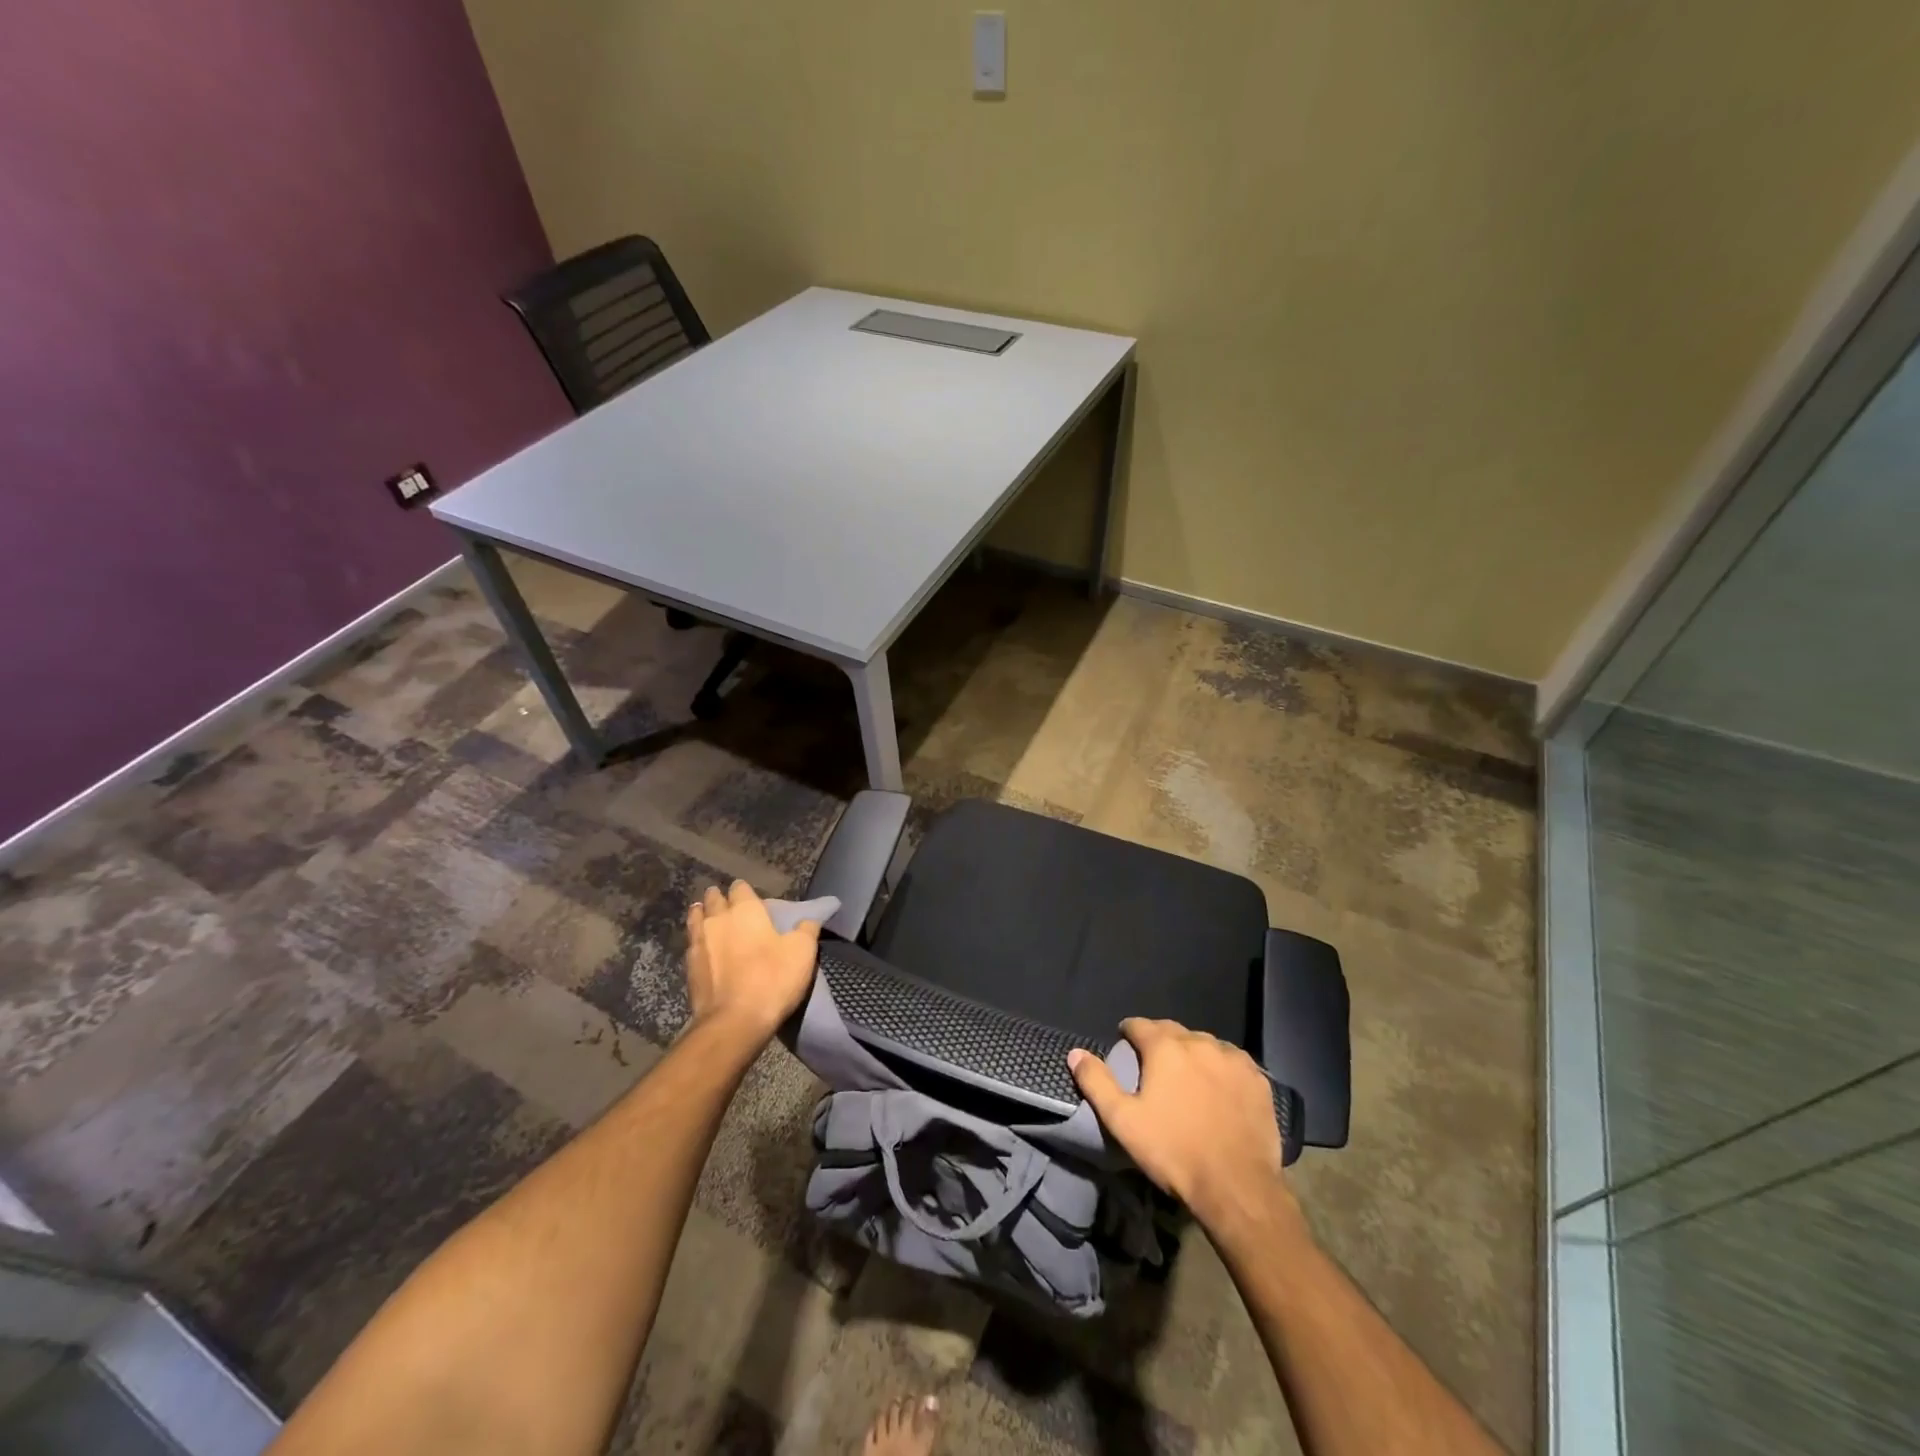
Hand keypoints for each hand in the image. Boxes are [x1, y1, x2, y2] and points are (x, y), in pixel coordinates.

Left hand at [685, 881, 821, 1043]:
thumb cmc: (772, 979)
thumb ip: (807, 929)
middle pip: (713, 899)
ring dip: (701, 914)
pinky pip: (691, 943)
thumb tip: (808, 919)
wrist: (734, 1021)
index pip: (740, 888)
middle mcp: (718, 919)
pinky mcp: (689, 967)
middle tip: (727, 904)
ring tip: (707, 916)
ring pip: (696, 918)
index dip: (745, 891)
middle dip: (720, 898)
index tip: (751, 897)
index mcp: (746, 910)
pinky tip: (702, 945)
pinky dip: (697, 940)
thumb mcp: (803, 952)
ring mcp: (699, 942)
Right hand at [1068, 1018, 1296, 1232]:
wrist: (1237, 1188)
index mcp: (1165, 1047)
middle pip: (1173, 1031)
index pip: (1139, 1024)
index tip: (1125, 1045)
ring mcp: (1233, 1059)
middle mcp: (1200, 1042)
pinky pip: (1233, 1062)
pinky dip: (1221, 1068)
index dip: (1128, 1033)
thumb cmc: (1173, 1152)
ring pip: (1205, 1045)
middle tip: (1154, 1067)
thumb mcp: (1123, 1121)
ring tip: (1188, 1078)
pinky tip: (1219, 1089)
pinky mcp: (1258, 1079)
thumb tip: (1075, 1053)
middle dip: (1160, 1042)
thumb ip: (1096, 1082)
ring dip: (1192, 1054)